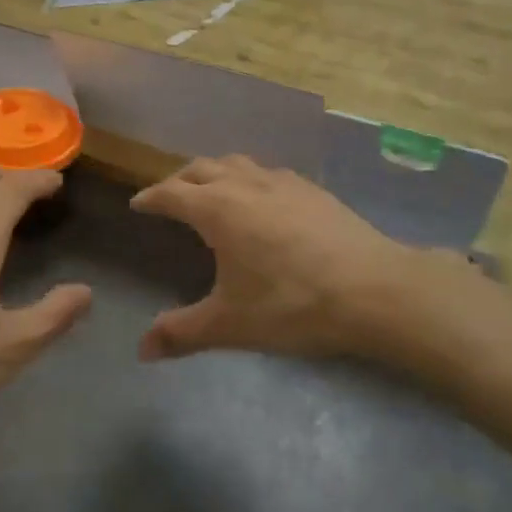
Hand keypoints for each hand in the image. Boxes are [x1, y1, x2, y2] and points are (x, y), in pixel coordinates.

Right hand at [130, 155, 415, 360]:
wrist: (373, 289)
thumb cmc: (292, 304)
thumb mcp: (231, 324)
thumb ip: (183, 333)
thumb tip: (142, 349)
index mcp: (218, 208)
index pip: (172, 193)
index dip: (151, 198)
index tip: (138, 204)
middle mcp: (244, 183)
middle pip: (201, 168)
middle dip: (179, 180)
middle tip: (170, 198)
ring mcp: (281, 181)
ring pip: (236, 162)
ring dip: (214, 172)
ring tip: (211, 190)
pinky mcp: (310, 187)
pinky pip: (266, 172)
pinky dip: (249, 177)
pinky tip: (261, 200)